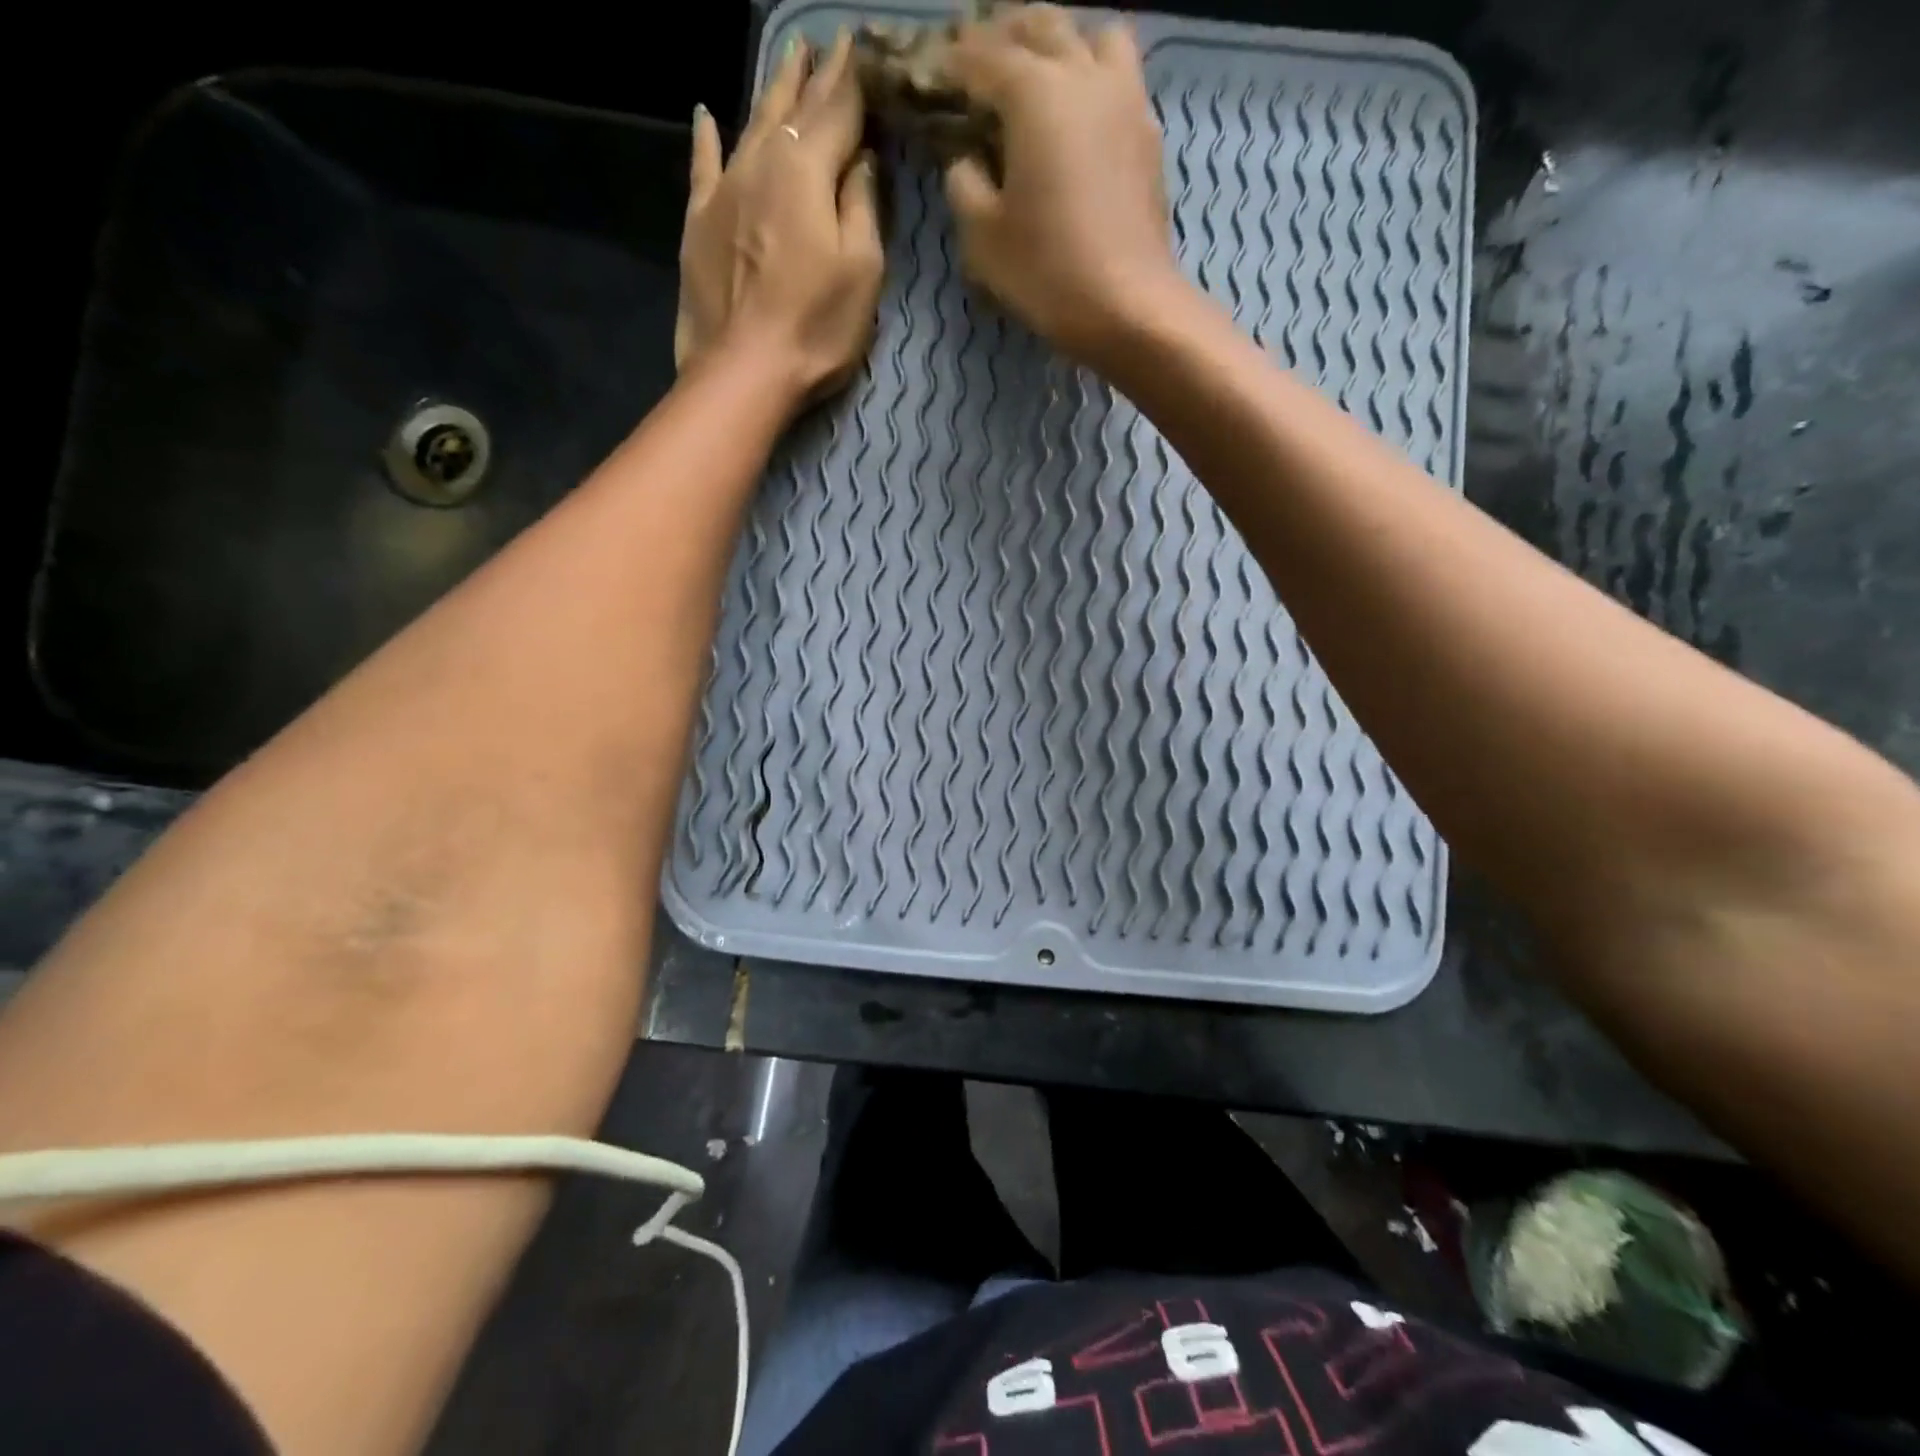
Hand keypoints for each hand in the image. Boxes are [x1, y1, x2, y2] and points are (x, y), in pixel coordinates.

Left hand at [677, 32, 883, 407]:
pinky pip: (703, 164)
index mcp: (807, 171)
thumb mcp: (863, 271)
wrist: (744, 370)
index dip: (852, 79)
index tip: (860, 44)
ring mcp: (724, 189)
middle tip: (824, 42)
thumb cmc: (815, 327)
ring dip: (771, 91)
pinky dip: (706, 137)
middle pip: (792, 109)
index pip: (837, 111)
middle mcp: (762, 162)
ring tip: (786, 57)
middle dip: (812, 75)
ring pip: (752, 124)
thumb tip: (860, 160)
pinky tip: (706, 114)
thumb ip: (862, 207)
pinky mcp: (699, 221)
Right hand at [943, 7, 1183, 364]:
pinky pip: (1121, 78)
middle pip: (1042, 26)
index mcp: (1034, 94)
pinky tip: (1080, 115)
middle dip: (1005, 36)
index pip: (984, 57)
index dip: (954, 63)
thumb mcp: (983, 239)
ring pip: (1094, 36)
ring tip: (1042, 75)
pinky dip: (1094, 78)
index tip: (935, 72)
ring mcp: (1125, 99)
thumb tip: (967, 161)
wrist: (1128, 306)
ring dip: (1063, 43)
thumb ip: (964, 186)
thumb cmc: (1047, 273)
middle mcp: (1083, 76)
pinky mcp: (1149, 135)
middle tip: (982, 63)